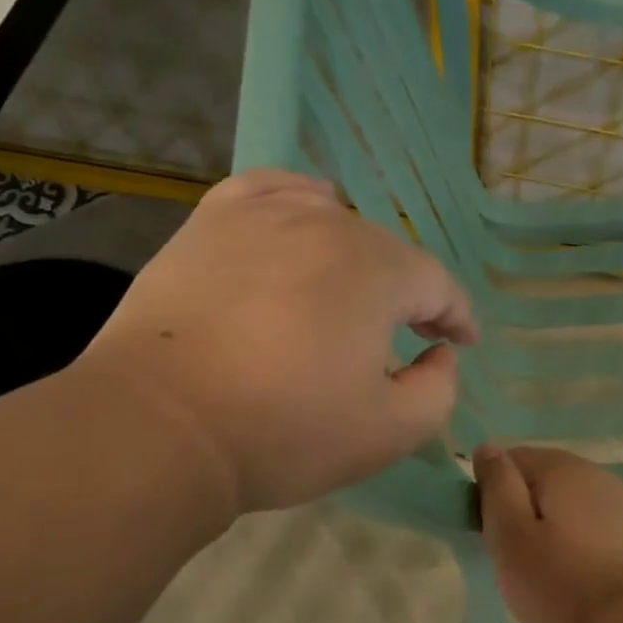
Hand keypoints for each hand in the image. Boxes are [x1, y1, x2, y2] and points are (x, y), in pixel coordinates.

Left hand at [82, 168, 476, 515]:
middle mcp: (325, 225)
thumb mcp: (391, 431)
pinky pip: (270, 190)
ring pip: (333, 222)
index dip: (456, 316)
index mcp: (376, 271)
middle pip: (387, 252)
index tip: (461, 343)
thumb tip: (440, 353)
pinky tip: (307, 212)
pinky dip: (299, 199)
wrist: (161, 428)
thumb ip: (440, 388)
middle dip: (409, 293)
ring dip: (358, 258)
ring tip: (355, 293)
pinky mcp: (210, 224)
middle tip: (409, 335)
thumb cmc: (284, 432)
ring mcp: (261, 217)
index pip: (436, 284)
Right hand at [473, 445, 622, 622]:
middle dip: (529, 506)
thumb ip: (497, 485)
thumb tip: (488, 449)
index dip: (497, 490)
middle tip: (518, 553)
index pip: (515, 458)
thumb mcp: (509, 534)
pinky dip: (586, 536)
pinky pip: (602, 522)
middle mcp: (600, 473)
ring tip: (551, 565)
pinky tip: (583, 569)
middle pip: (549, 477)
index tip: (493, 529)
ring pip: (577, 500)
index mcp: (564, 468)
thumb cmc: (556, 582)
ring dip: (559, 521)